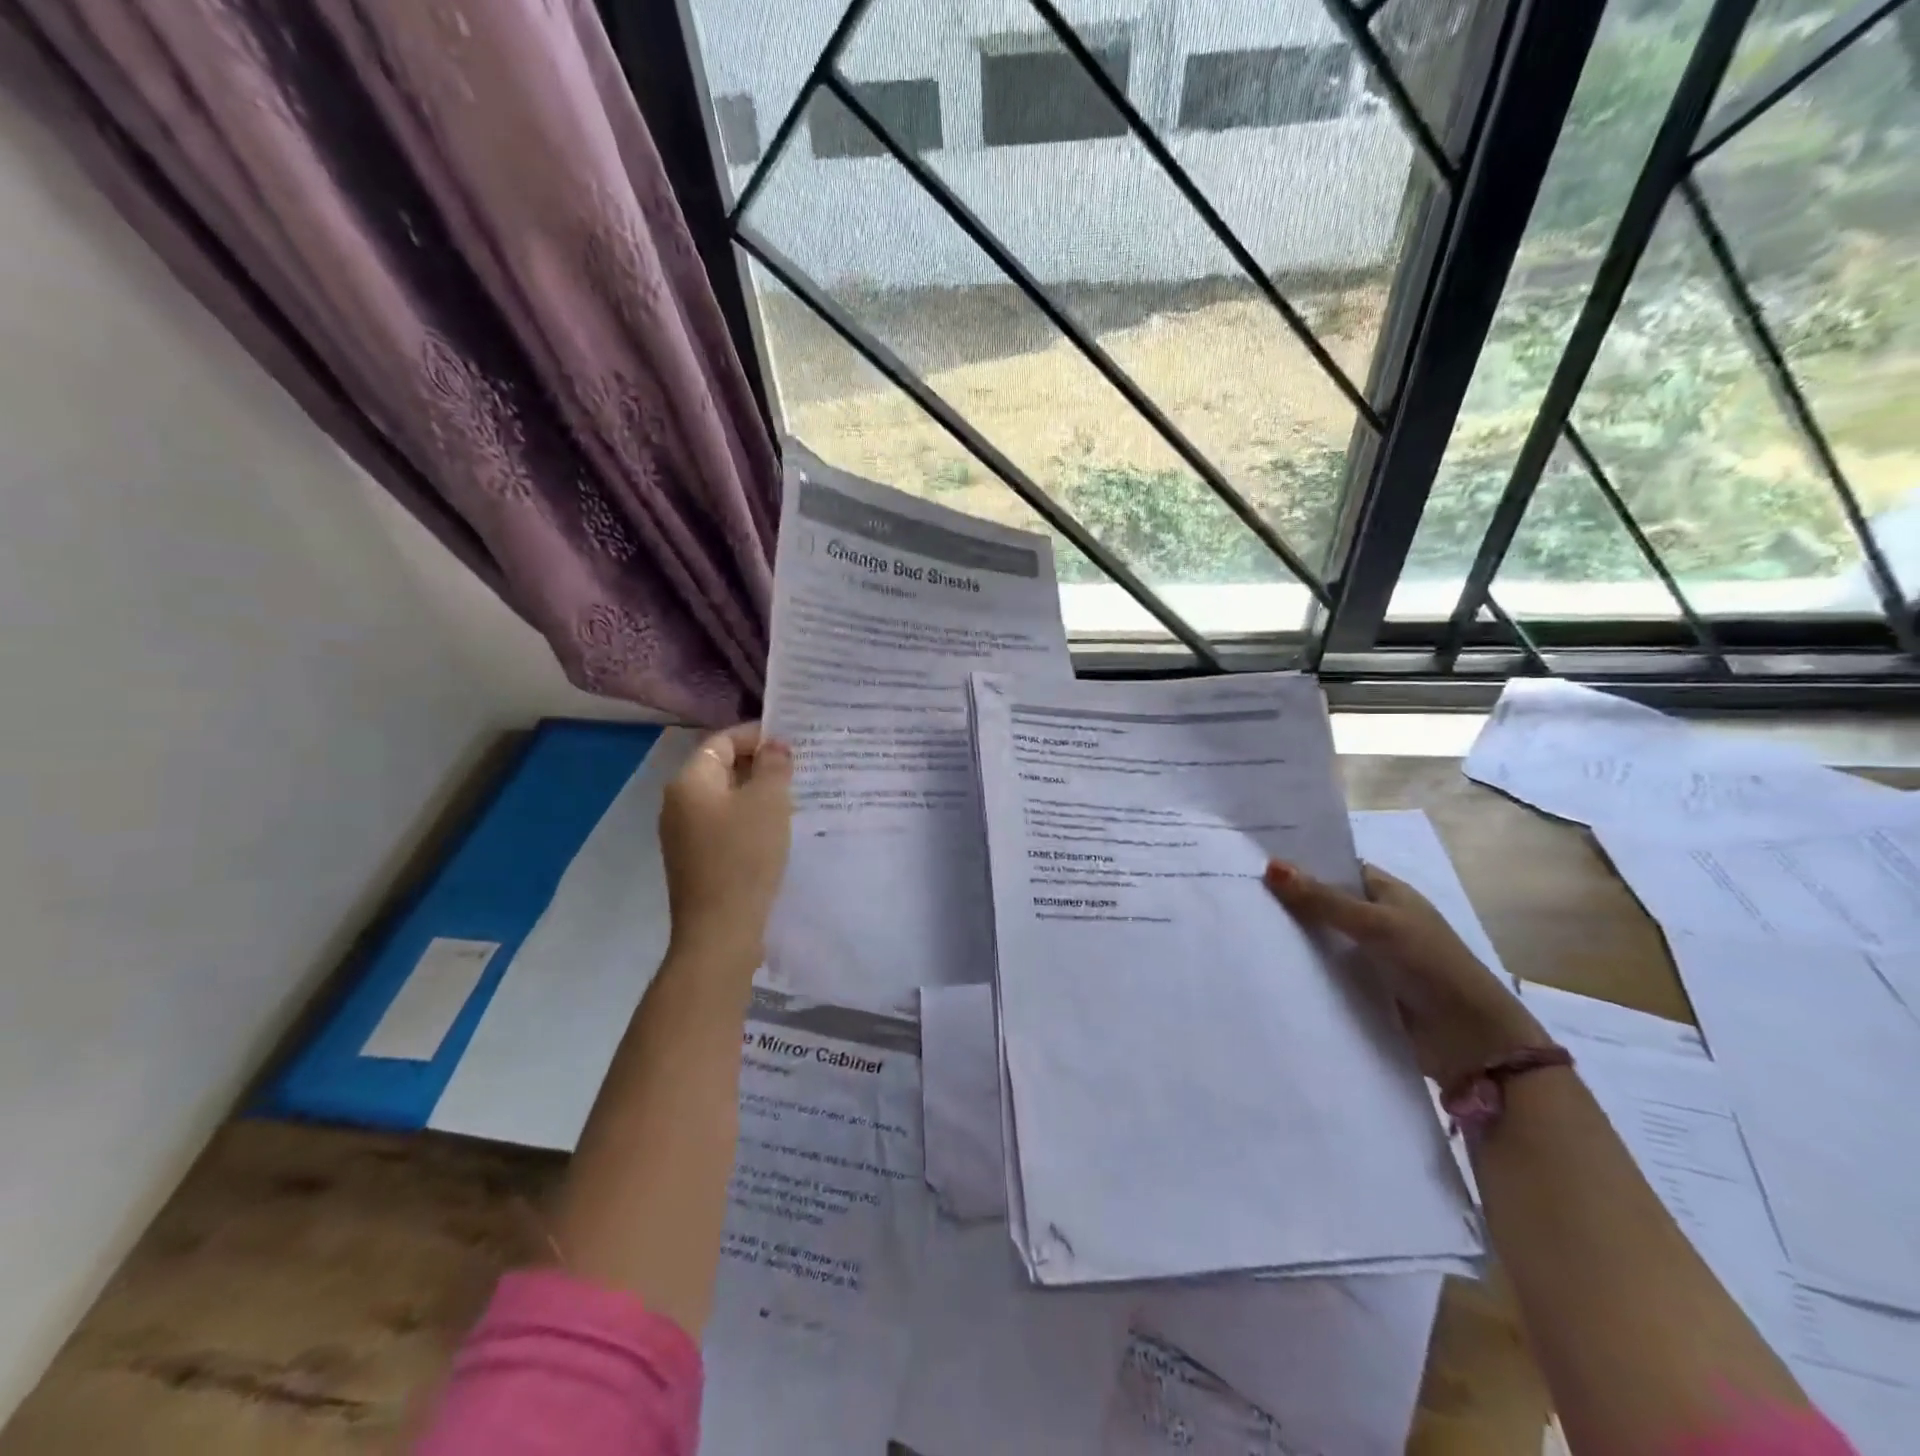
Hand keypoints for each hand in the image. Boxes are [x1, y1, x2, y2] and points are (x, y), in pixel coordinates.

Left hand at [659, 723, 793, 970]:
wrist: (720, 930)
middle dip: (758, 765)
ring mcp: (682, 834)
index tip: (791, 741)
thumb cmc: (744, 856)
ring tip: (792, 798)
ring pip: (723, 799)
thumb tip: (774, 745)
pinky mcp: (694, 860)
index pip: (722, 741)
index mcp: (690, 782)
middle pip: (720, 768)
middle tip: (797, 769)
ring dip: (755, 794)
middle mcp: (678, 803)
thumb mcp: (768, 802)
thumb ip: (773, 766)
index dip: (756, 736)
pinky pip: (722, 825)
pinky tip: (774, 831)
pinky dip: (747, 820)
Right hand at [1264, 860, 1546, 1087]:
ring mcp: (1369, 956)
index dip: (1301, 863)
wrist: (1472, 1042)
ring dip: (1291, 936)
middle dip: (1288, 900)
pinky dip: (1301, 967)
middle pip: (1324, 903)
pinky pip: (1324, 970)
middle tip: (1235, 893)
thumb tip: (1271, 866)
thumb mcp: (1375, 925)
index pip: (1337, 868)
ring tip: (1238, 926)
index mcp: (1387, 893)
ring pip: (1321, 938)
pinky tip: (1265, 963)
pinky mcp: (1362, 989)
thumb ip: (1323, 899)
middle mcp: (1377, 920)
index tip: (1253, 859)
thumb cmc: (1431, 966)